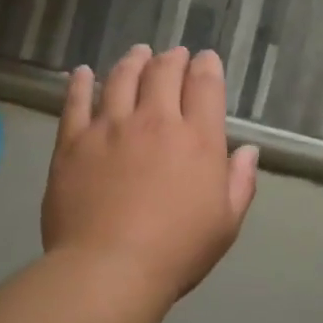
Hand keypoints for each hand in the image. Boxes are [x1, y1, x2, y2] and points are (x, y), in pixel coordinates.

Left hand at [43, 45, 259, 302]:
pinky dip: (81, 83)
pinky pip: (76, 102)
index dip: (207, 66)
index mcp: (198, 139)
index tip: (205, 60)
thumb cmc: (176, 251)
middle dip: (172, 58)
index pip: (205, 85)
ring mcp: (110, 127)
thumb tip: (249, 150)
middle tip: (173, 55)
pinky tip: (83, 73)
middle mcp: (155, 121)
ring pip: (121, 78)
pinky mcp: (73, 142)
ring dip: (133, 61)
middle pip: (164, 72)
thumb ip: (240, 182)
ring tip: (138, 54)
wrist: (109, 269)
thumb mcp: (226, 223)